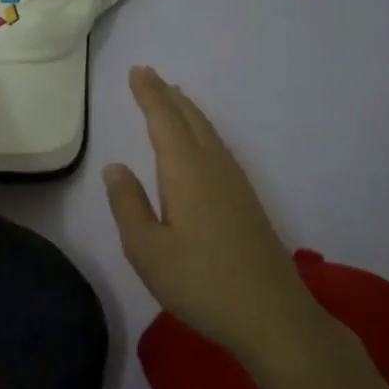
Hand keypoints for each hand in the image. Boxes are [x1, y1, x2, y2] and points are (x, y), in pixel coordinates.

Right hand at [104, 66, 314, 361]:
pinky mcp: (247, 202)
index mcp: (186, 171)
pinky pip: (218, 148)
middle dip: (168, 96)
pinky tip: (200, 145)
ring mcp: (235, 184)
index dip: (149, 94)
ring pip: (208, 133)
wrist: (273, 317)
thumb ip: (128, 205)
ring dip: (187, 111)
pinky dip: (202, 132)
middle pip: (190, 119)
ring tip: (172, 99)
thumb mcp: (147, 250)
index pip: (164, 120)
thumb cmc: (200, 283)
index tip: (137, 71)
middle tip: (149, 76)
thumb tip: (116, 166)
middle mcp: (213, 167)